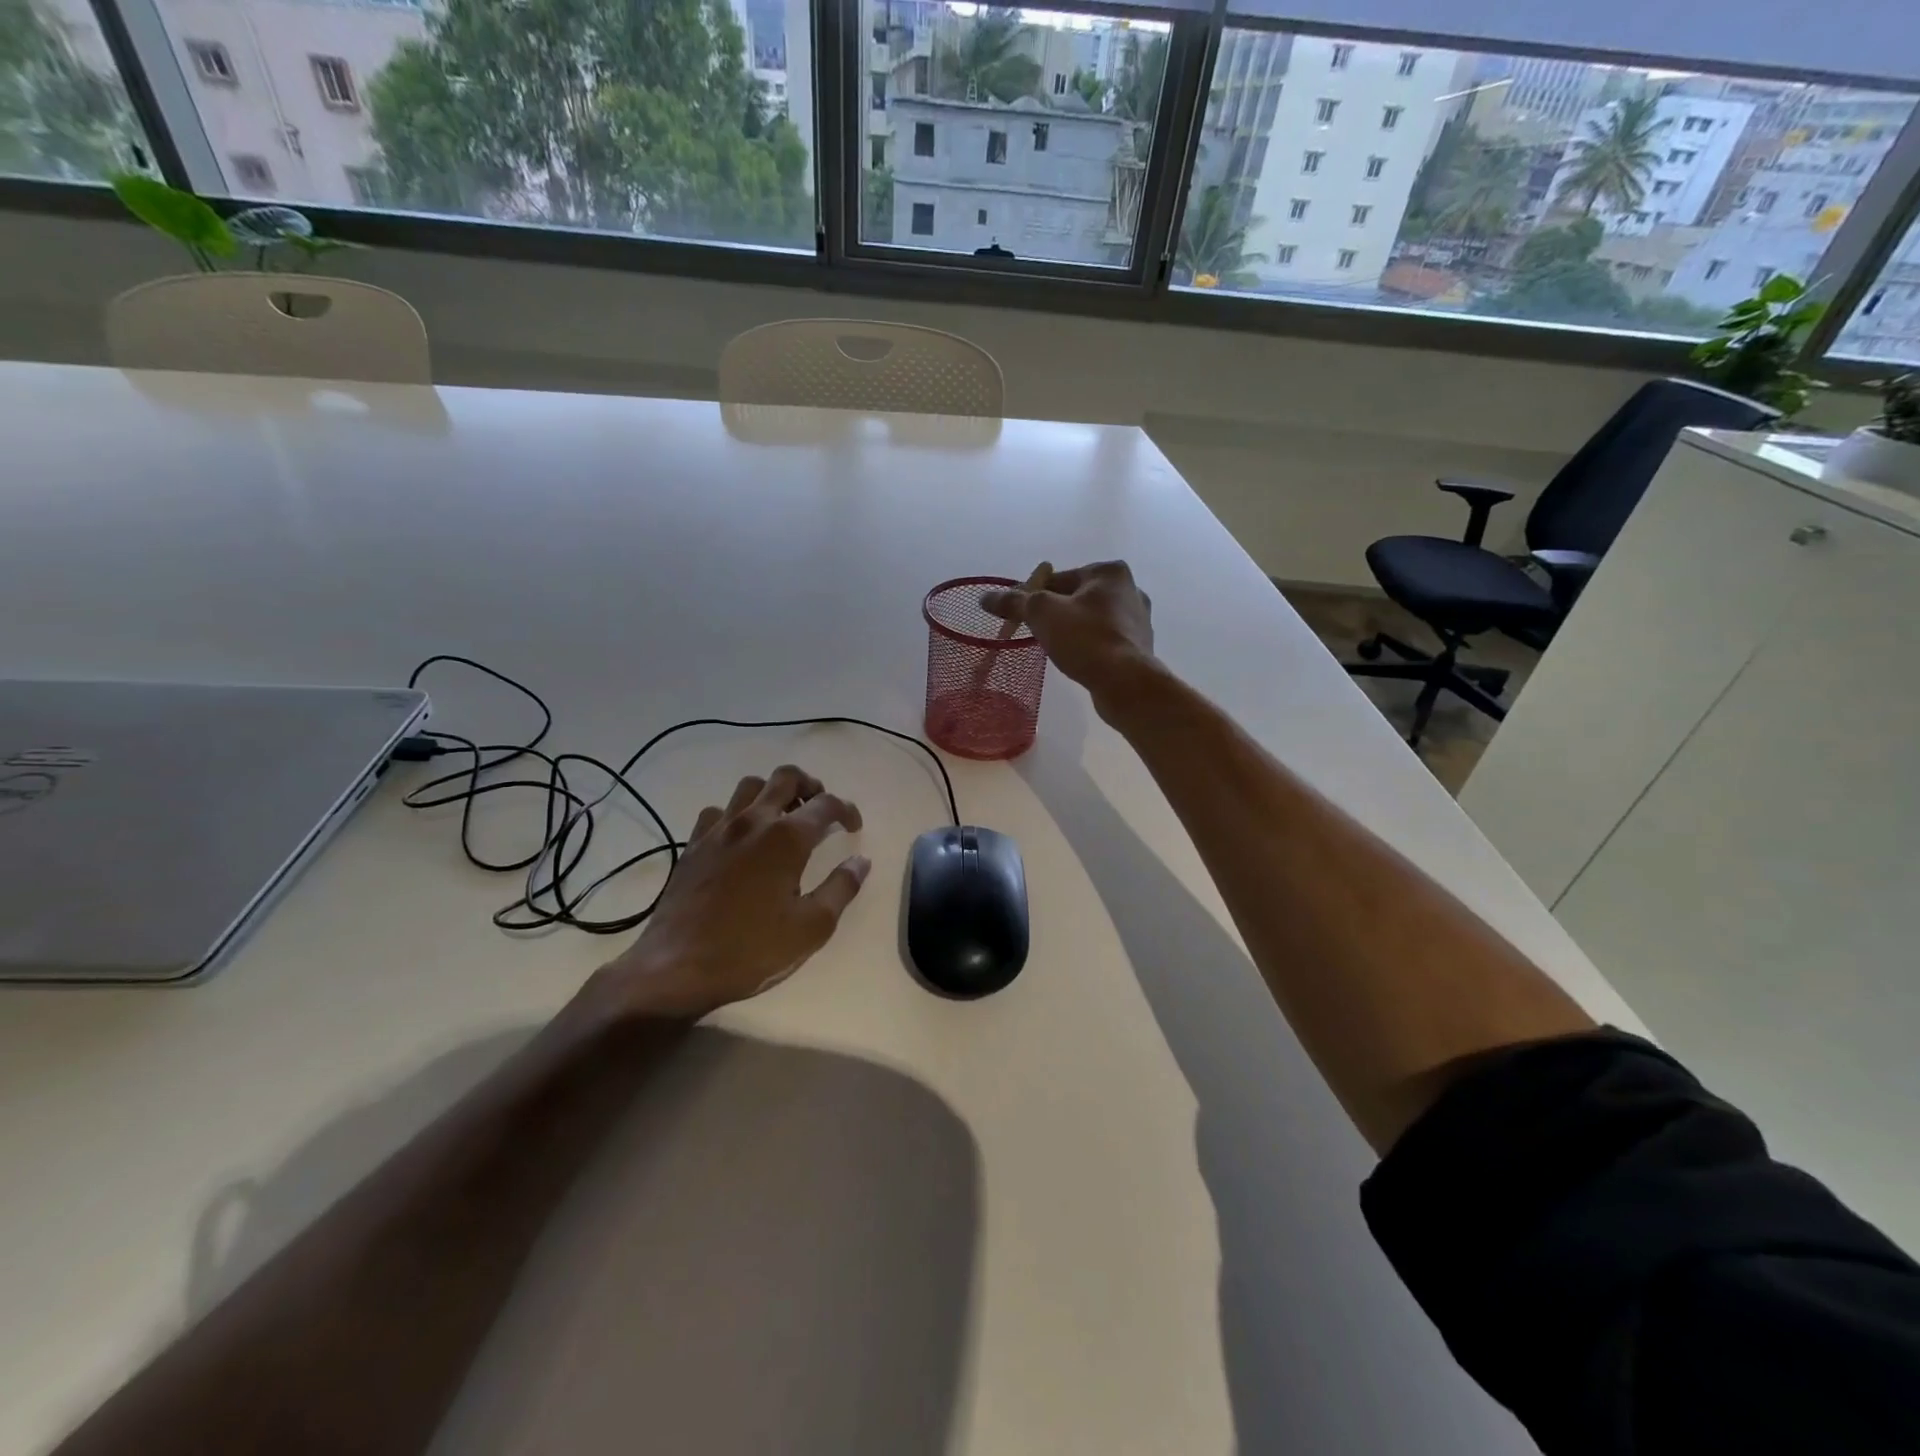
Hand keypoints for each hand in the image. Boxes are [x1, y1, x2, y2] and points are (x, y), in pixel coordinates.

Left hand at [581, 765, 868, 1021]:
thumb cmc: (751, 949)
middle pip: (786, 777)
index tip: (854, 827)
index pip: (826, 804)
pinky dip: (737, 813)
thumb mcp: (812, 927)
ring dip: (773, 792)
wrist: (676, 968)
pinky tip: (742, 837)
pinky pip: (718, 810)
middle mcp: (753, 821)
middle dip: (811, 785)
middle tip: (821, 808)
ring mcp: (718, 830)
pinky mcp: (693, 844)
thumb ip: (841, 888)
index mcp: (787, 838)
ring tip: (784, 817)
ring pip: (750, 786)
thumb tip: (860, 861)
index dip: (847, 810)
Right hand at [981, 560, 1157, 707]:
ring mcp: (1138, 619)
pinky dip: (1089, 646)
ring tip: (1057, 649)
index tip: (1020, 618)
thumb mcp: (1041, 614)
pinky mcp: (1140, 646)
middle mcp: (1130, 589)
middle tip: (1038, 634)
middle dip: (1055, 614)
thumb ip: (1014, 602)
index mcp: (1109, 572)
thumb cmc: (1085, 638)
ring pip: (1091, 619)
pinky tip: (1079, 661)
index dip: (1033, 597)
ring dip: (1073, 630)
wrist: (1126, 682)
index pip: (1058, 579)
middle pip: (1076, 598)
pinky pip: (1105, 640)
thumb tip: (985, 598)